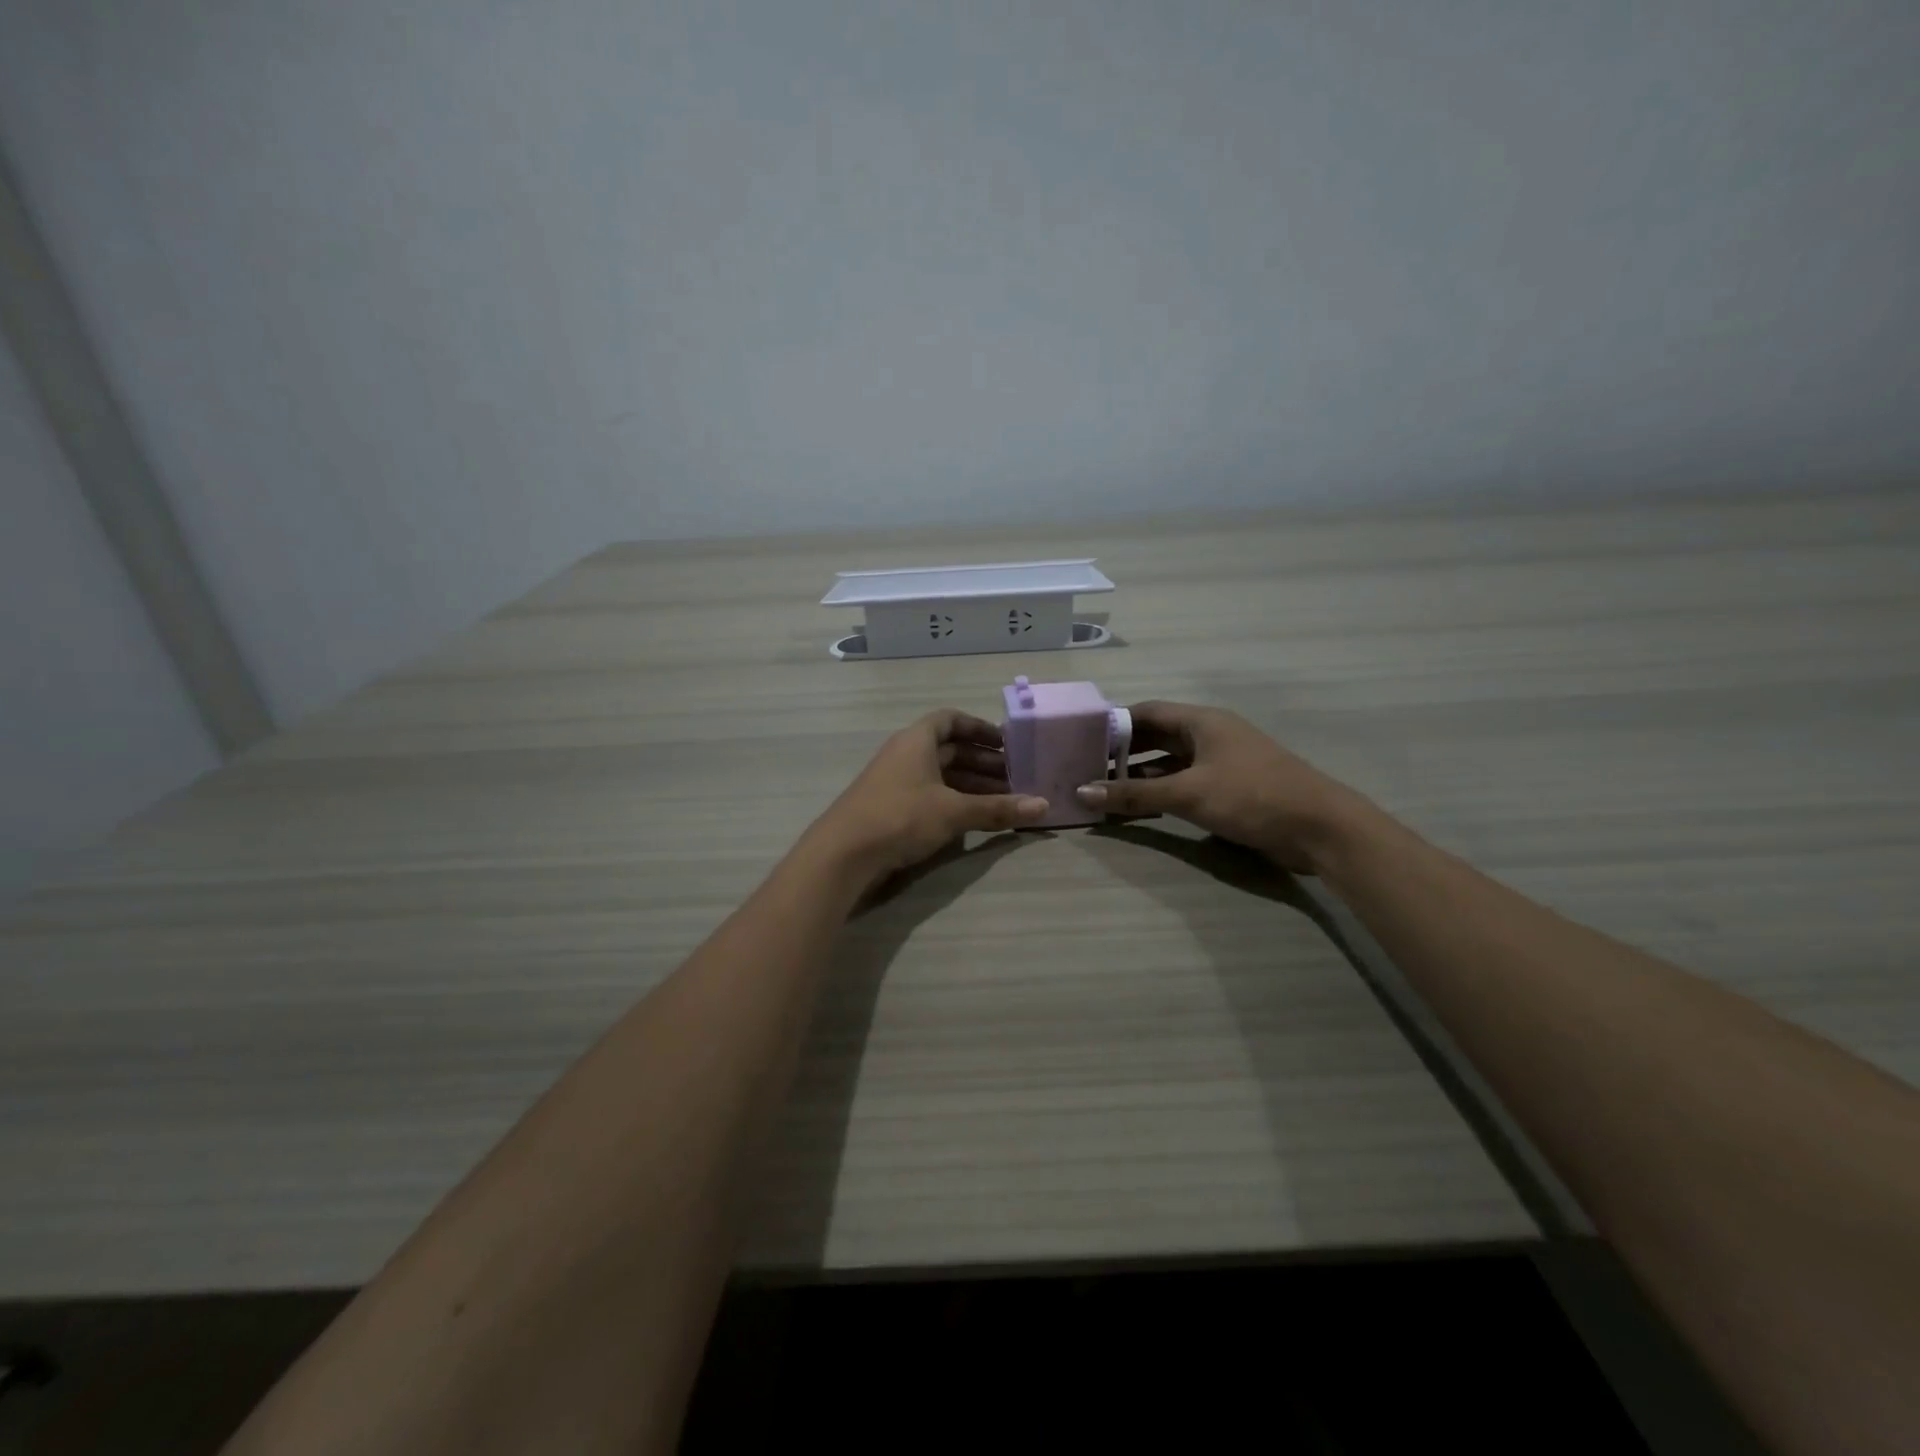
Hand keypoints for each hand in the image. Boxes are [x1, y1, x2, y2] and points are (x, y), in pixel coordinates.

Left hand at [807, 709, 1049, 886]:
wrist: (843, 853)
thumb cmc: (900, 817)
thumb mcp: (954, 812)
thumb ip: (997, 809)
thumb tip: (1044, 806)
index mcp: (916, 740)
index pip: (950, 720)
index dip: (979, 728)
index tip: (1006, 742)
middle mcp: (905, 754)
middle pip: (949, 749)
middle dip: (983, 762)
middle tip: (1016, 777)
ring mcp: (896, 781)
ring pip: (941, 774)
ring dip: (972, 784)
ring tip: (1004, 800)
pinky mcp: (891, 807)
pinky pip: (930, 794)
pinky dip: (954, 801)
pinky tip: (974, 818)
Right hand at [1074, 701, 1369, 872]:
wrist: (1319, 827)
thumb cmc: (1251, 796)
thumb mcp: (1188, 794)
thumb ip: (1135, 794)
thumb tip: (1083, 791)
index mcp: (1202, 721)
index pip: (1146, 712)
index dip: (1113, 724)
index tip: (1081, 739)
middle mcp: (1210, 735)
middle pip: (1156, 736)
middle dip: (1123, 752)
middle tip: (1086, 767)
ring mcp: (1222, 762)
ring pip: (1170, 762)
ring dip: (1141, 775)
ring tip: (1104, 789)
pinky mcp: (1231, 788)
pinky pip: (1185, 782)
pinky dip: (1161, 791)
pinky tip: (1139, 807)